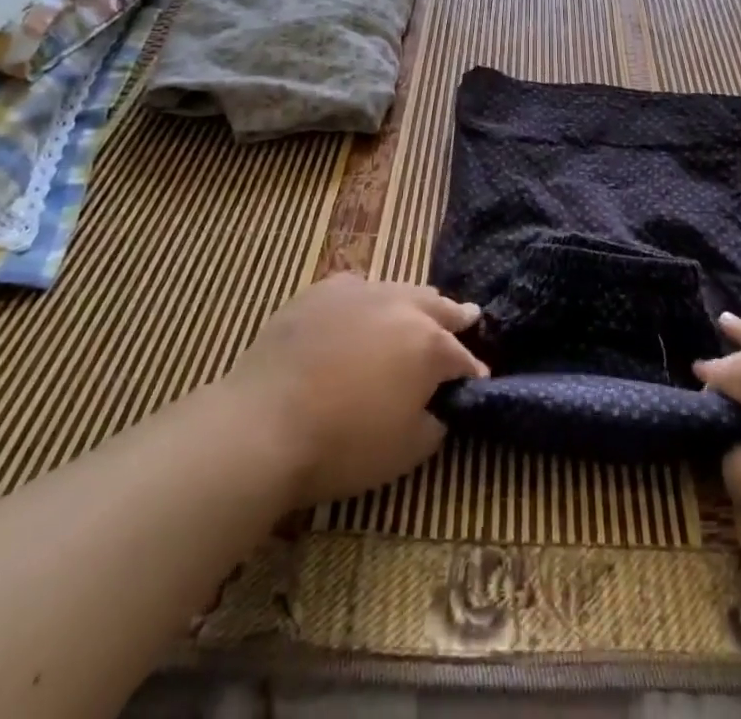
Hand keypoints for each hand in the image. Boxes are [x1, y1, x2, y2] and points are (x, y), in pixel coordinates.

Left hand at [223, 273, 487, 505]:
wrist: (263, 424)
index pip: (463, 357)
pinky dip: (367, 300)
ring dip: (414, 304)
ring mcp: (362, 292)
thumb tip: (437, 407)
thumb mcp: (405, 452)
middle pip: (439, 307)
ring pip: (401, 290)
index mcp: (429, 346)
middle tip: (470, 316)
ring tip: (419, 308)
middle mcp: (403, 307)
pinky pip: (357, 288)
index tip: (477, 380)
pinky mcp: (323, 291)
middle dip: (456, 316)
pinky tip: (360, 310)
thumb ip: (434, 424)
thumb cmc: (342, 445)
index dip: (473, 372)